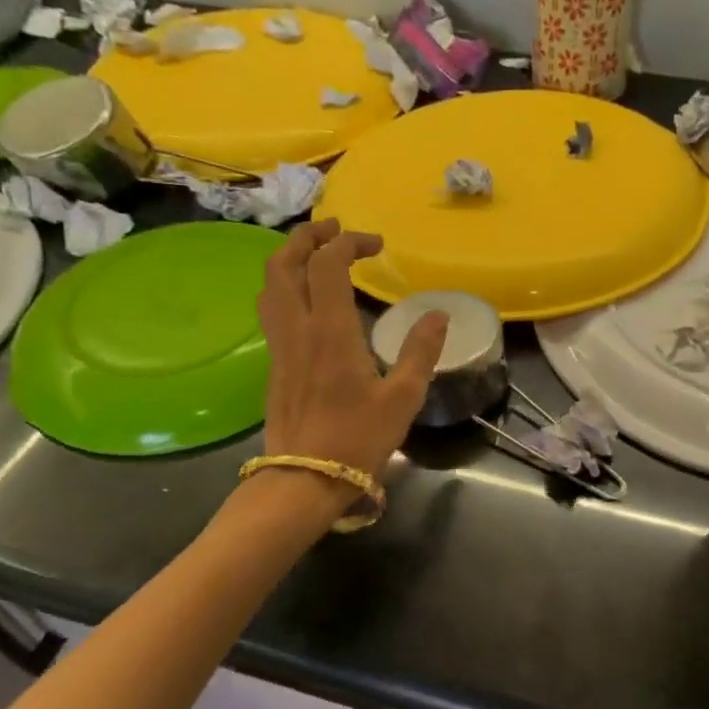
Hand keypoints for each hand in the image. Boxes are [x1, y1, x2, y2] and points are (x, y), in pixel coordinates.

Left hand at [256, 219, 447, 478]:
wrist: (305, 479)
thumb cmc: (359, 438)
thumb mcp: (404, 397)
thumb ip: (421, 351)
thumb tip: (438, 315)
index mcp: (331, 332)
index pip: (327, 265)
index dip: (348, 243)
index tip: (376, 245)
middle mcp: (298, 329)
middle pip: (285, 264)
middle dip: (307, 237)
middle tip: (334, 229)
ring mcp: (280, 346)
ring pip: (270, 285)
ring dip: (290, 258)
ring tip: (316, 253)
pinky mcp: (274, 364)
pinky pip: (271, 309)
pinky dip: (285, 285)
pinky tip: (307, 298)